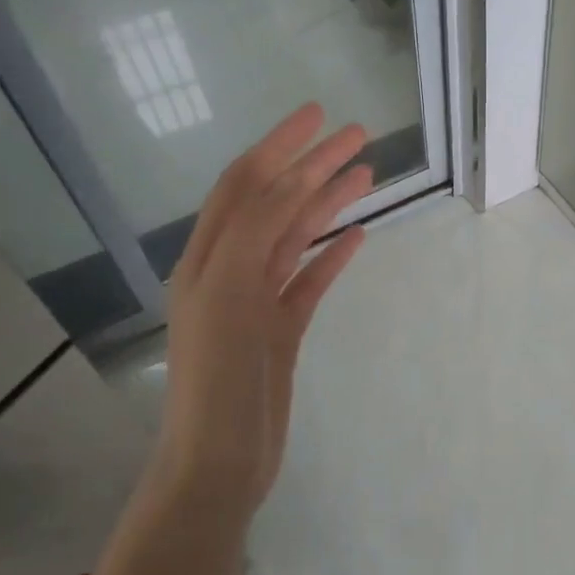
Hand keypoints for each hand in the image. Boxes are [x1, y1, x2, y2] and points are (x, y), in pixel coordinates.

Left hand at [151, 103, 371, 530]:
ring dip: (328, 204)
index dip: (279, 145)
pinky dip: (332, 256)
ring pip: (296, 239)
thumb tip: (289, 181)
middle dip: (313, 166)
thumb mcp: (230, 298)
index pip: (246, 185)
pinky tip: (358, 237)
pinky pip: (309, 281)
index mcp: (208, 258)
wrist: (220, 460)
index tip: (319, 113)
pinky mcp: (280, 330)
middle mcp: (229, 271)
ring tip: (366, 175)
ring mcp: (257, 301)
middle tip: (358, 136)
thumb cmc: (219, 380)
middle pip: (276, 204)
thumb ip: (255, 236)